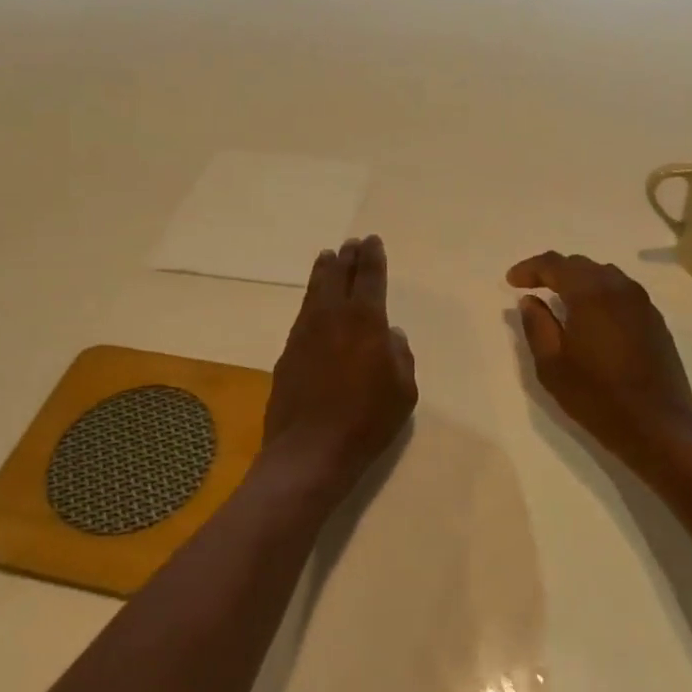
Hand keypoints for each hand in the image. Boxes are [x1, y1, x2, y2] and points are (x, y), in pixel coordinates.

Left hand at [263, 235, 417, 502]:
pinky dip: (311, 301)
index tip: (372, 241)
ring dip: (324, 272)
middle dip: (347, 258)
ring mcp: (305, 333)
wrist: (309, 450)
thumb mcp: (403, 391)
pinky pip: (303, 315)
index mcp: (365, 320)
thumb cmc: (367, 420)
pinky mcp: (287, 353)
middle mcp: (332, 317)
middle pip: (339, 276)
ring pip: (315, 292)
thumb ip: (401, 356)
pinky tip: (314, 304)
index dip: (372, 257)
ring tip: (328, 257)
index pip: (370, 278)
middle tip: (350, 244)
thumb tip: (391, 336)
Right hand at [507, 252, 691, 470]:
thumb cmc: (596, 395)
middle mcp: (619, 288)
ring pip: (605, 275)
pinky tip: (592, 317)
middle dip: (554, 271)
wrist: (657, 424)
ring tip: (561, 300)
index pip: (555, 264)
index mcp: (591, 293)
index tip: (511, 281)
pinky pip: (622, 292)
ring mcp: (642, 303)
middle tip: (532, 287)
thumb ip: (536, 325)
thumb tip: (530, 301)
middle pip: (581, 265)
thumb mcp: (551, 364)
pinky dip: (601, 294)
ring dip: (579, 281)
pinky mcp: (655, 320)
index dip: (530, 268)